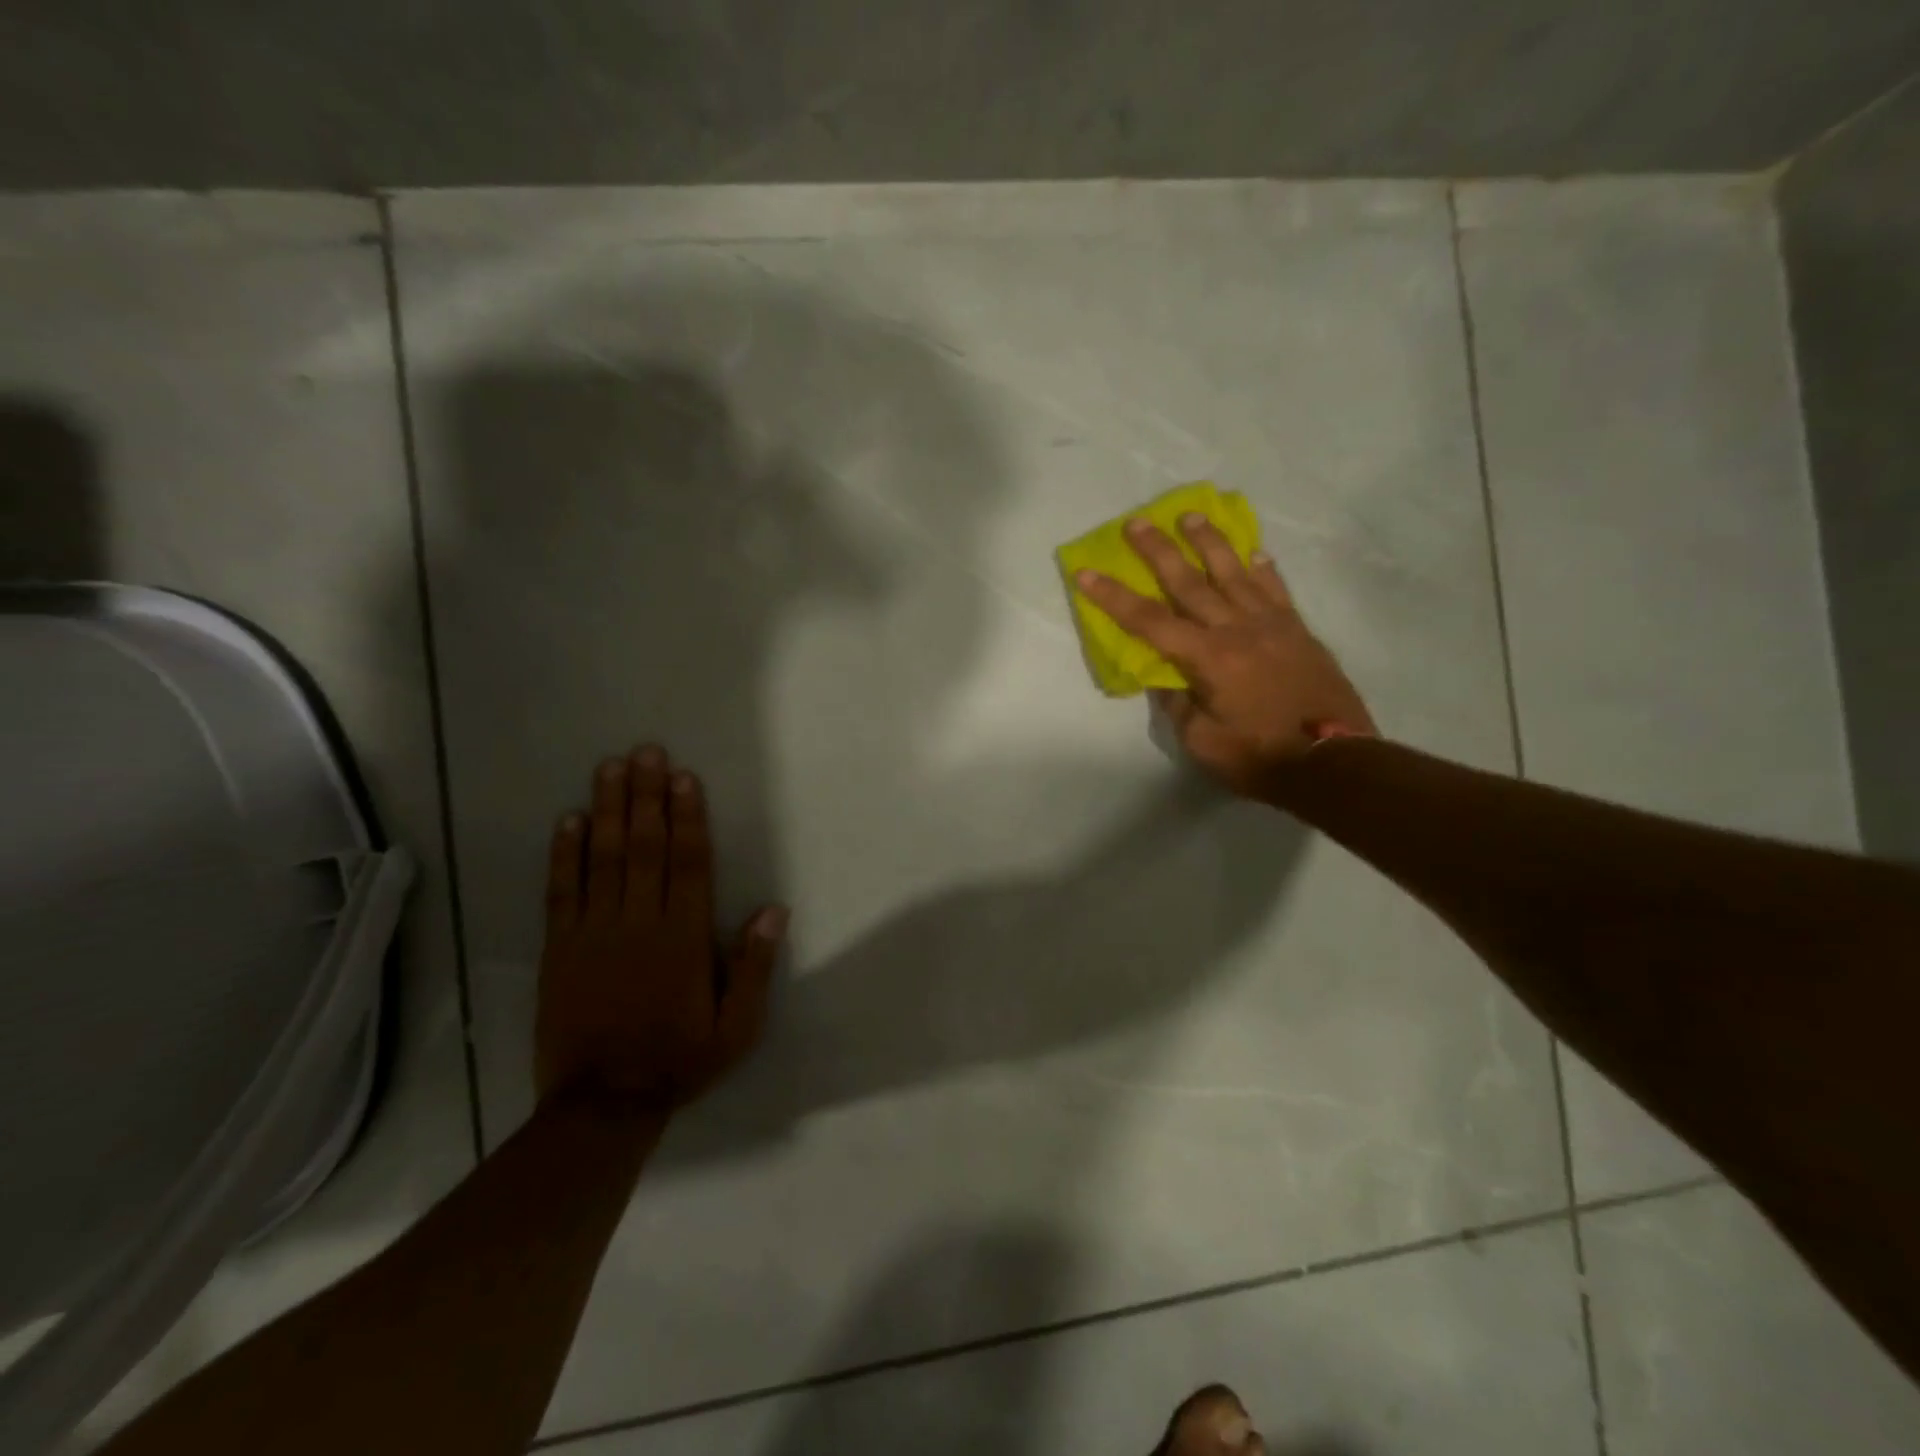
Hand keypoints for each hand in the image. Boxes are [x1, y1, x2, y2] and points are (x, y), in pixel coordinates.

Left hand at [535, 746, 788, 1109]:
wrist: (604, 1104)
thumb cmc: (680, 1059)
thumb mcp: (738, 1026)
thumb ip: (754, 966)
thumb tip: (773, 910)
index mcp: (684, 937)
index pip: (689, 864)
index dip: (687, 817)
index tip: (683, 777)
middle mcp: (640, 923)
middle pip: (645, 848)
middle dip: (646, 796)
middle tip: (644, 752)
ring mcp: (595, 933)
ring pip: (604, 859)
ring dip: (609, 810)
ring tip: (610, 768)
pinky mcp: (560, 949)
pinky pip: (562, 892)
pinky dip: (565, 855)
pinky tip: (569, 821)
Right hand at [1075, 513, 1375, 797]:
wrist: (1334, 762)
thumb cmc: (1260, 758)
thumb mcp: (1202, 741)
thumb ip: (1178, 704)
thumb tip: (1165, 676)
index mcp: (1208, 658)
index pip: (1149, 620)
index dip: (1114, 596)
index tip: (1087, 572)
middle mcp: (1237, 629)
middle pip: (1189, 582)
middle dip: (1158, 550)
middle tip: (1137, 522)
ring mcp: (1272, 625)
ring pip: (1234, 572)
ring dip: (1209, 542)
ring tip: (1190, 516)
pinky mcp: (1298, 631)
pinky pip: (1276, 589)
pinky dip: (1263, 568)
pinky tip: (1254, 551)